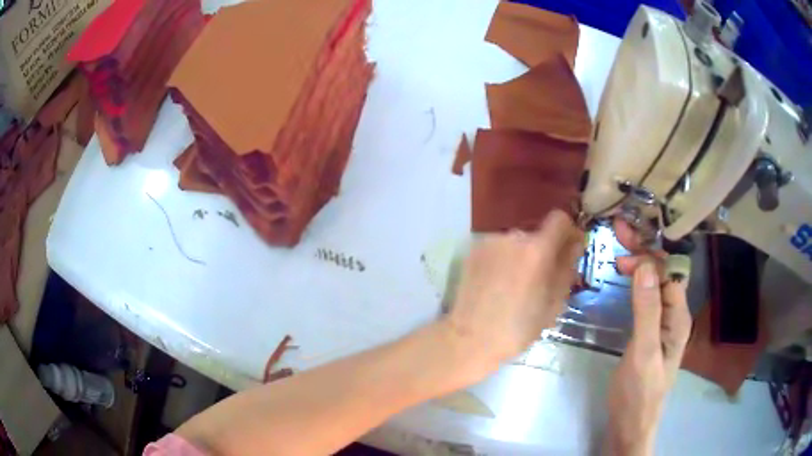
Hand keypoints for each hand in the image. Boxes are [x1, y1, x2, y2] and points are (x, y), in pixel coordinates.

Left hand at [442, 210, 582, 370]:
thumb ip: (567, 267)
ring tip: (516, 284)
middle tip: (541, 278)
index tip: (568, 249)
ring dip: (522, 255)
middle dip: (544, 249)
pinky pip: (498, 248)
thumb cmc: (519, 328)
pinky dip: (504, 259)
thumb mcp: (554, 302)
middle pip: (537, 233)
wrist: (471, 338)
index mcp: (537, 249)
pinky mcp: (473, 250)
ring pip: (516, 241)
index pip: (559, 219)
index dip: (568, 231)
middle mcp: (513, 236)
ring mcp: (489, 241)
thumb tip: (575, 243)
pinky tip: (498, 283)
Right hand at [604, 220, 692, 454]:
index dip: (650, 255)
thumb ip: (647, 311)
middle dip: (645, 251)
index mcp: (679, 317)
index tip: (624, 243)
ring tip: (620, 249)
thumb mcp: (644, 352)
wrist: (631, 424)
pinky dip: (636, 282)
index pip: (669, 273)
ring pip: (654, 284)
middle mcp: (674, 315)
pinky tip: (625, 276)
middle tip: (619, 230)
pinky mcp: (649, 331)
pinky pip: (646, 299)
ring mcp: (661, 323)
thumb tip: (645, 265)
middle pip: (663, 274)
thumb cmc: (639, 392)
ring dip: (640, 264)